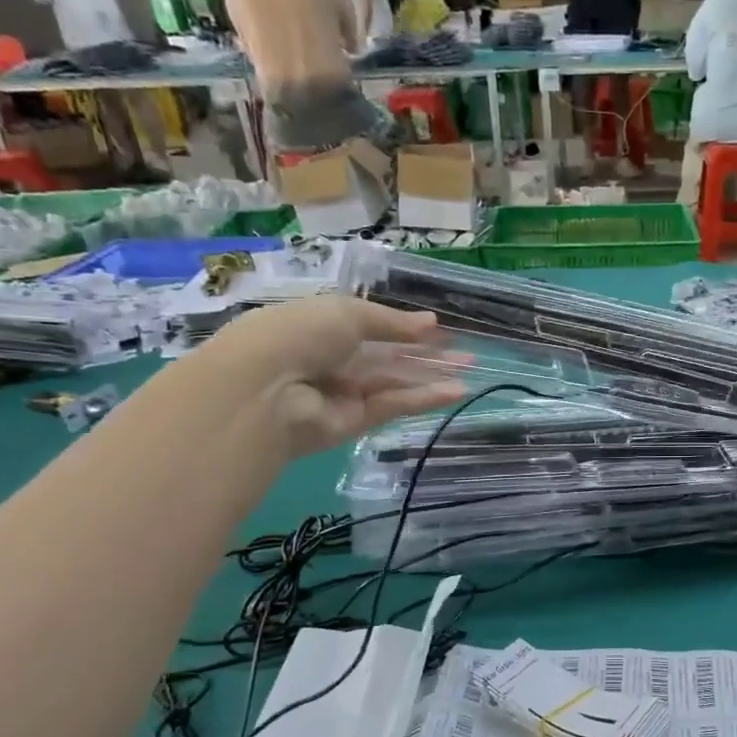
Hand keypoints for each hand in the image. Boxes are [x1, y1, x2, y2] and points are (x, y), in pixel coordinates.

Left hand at [199, 294, 465, 457]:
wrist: (266, 389)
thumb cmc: (300, 334)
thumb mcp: (347, 312)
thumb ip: (391, 322)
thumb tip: (432, 323)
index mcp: (322, 328)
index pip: (370, 328)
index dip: (405, 328)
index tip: (440, 329)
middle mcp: (333, 361)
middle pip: (387, 357)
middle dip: (425, 354)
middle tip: (466, 352)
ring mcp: (343, 394)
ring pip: (394, 383)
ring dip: (431, 376)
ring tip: (470, 369)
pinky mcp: (354, 423)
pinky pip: (393, 406)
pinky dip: (424, 399)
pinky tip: (457, 391)